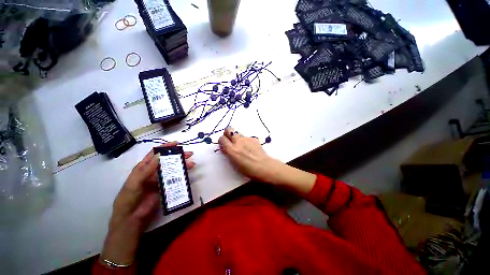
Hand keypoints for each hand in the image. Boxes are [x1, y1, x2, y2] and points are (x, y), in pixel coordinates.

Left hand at [100, 142, 194, 265]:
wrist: (132, 218)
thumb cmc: (129, 198)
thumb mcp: (135, 182)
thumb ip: (147, 169)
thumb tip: (160, 155)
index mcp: (143, 168)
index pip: (155, 154)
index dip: (165, 147)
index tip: (177, 143)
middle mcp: (153, 171)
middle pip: (167, 160)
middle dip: (178, 155)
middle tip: (190, 154)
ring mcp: (160, 179)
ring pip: (172, 168)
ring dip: (182, 165)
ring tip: (191, 164)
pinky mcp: (165, 187)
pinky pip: (174, 178)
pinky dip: (181, 174)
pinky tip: (187, 173)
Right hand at [219, 127, 315, 194]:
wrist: (264, 167)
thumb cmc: (248, 170)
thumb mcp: (234, 163)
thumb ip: (229, 153)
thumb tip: (226, 147)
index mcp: (232, 150)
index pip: (221, 138)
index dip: (222, 141)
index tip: (224, 144)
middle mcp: (238, 142)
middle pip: (228, 129)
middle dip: (227, 133)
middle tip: (230, 140)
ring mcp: (246, 139)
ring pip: (237, 133)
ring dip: (237, 137)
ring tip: (242, 145)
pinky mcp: (254, 138)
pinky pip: (247, 137)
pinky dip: (246, 141)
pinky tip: (251, 148)